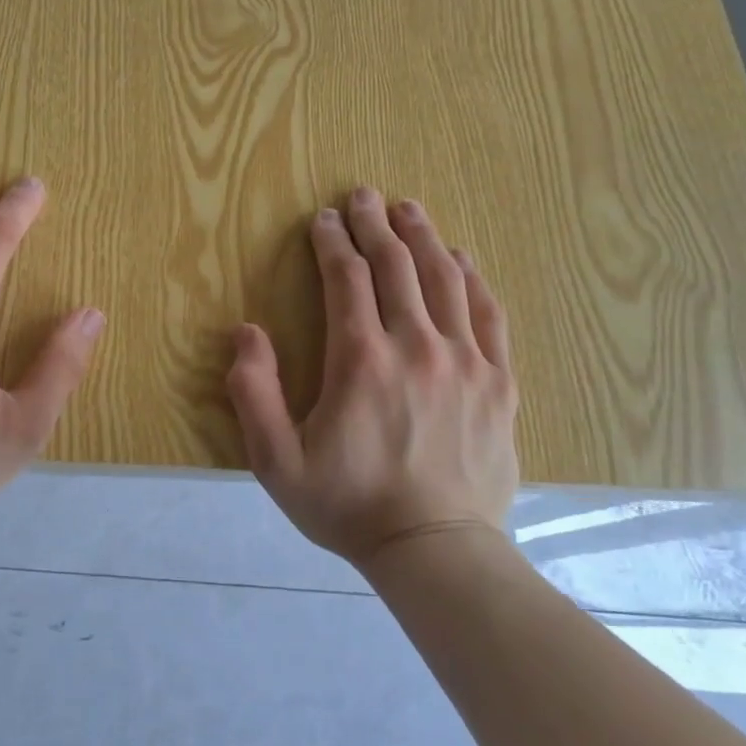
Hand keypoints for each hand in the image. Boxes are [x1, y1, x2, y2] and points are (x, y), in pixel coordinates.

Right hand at [226, 189, 518, 567]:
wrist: (435, 550)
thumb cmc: (348, 506)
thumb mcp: (277, 462)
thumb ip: (254, 393)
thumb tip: (246, 332)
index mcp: (361, 360)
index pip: (347, 280)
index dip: (332, 243)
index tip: (322, 219)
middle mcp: (416, 346)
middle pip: (396, 266)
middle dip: (375, 225)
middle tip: (362, 196)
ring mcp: (465, 362)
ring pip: (445, 280)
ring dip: (423, 237)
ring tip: (408, 209)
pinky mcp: (498, 382)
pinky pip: (488, 314)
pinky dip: (472, 278)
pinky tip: (461, 259)